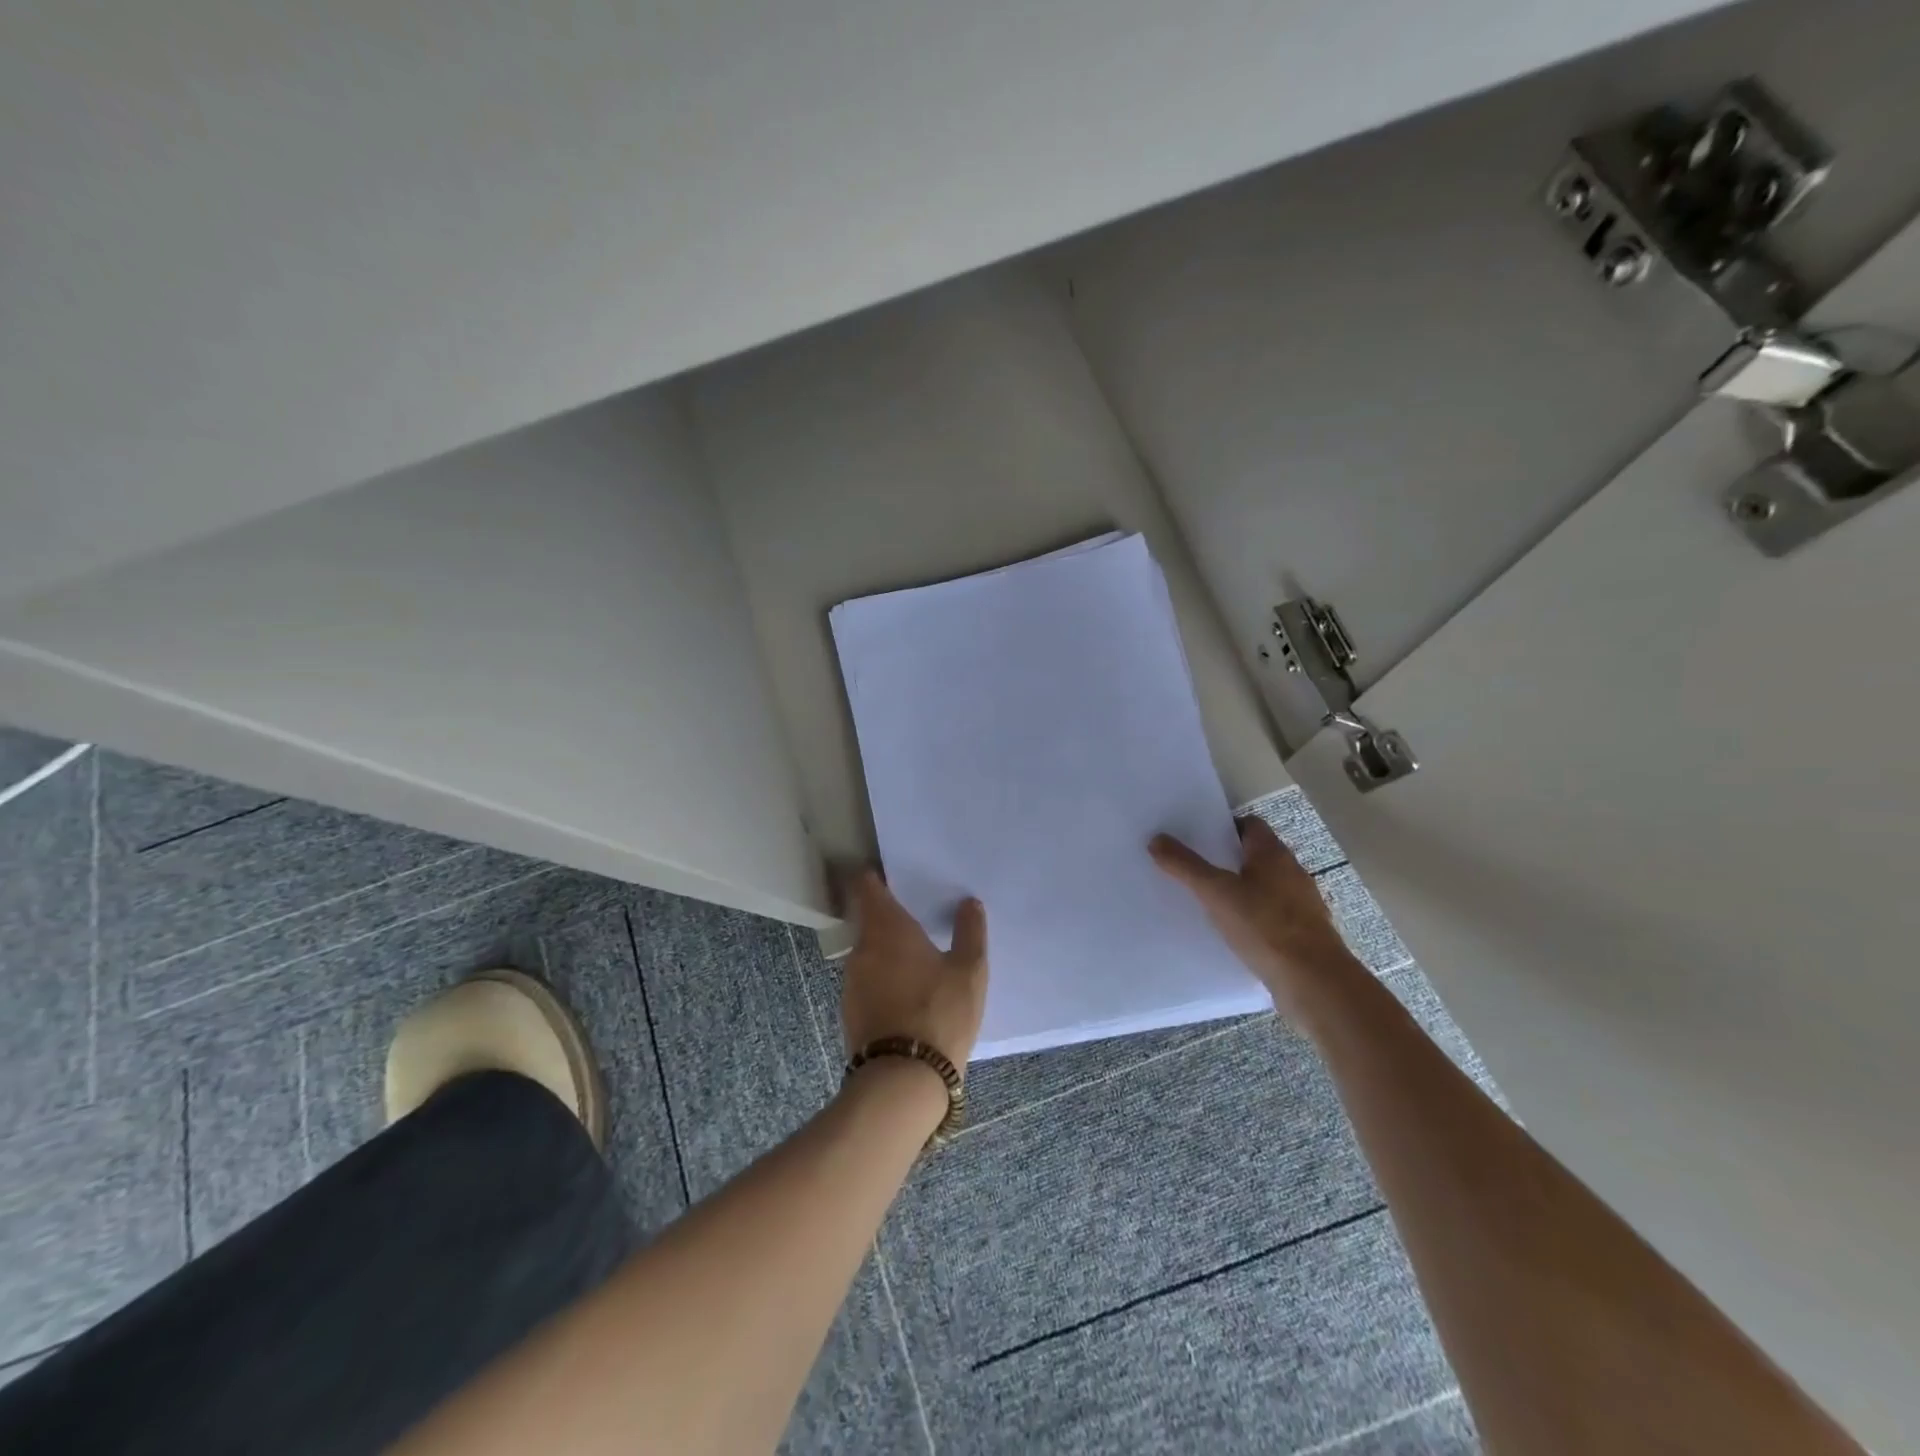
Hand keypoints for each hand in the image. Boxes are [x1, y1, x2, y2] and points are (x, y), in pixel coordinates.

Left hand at [841, 872, 989, 1073]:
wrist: (902, 1080)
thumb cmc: (939, 1013)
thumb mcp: (969, 971)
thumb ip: (970, 932)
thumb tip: (969, 903)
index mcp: (886, 929)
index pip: (867, 887)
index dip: (877, 877)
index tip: (894, 876)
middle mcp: (861, 948)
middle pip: (869, 920)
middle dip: (890, 919)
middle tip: (920, 922)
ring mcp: (851, 982)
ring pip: (869, 954)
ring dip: (888, 953)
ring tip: (918, 961)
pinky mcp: (850, 1012)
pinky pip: (868, 982)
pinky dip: (884, 981)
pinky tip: (907, 995)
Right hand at [1150, 816, 1361, 1023]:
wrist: (1314, 982)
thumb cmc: (1265, 926)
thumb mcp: (1216, 893)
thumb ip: (1185, 866)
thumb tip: (1156, 838)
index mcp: (1273, 854)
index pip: (1249, 825)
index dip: (1223, 827)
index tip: (1195, 837)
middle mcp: (1292, 872)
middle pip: (1255, 855)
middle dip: (1226, 858)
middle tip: (1192, 867)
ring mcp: (1301, 904)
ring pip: (1264, 886)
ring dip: (1239, 889)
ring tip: (1206, 900)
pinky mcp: (1302, 933)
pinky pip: (1270, 915)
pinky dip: (1251, 917)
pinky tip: (1231, 931)